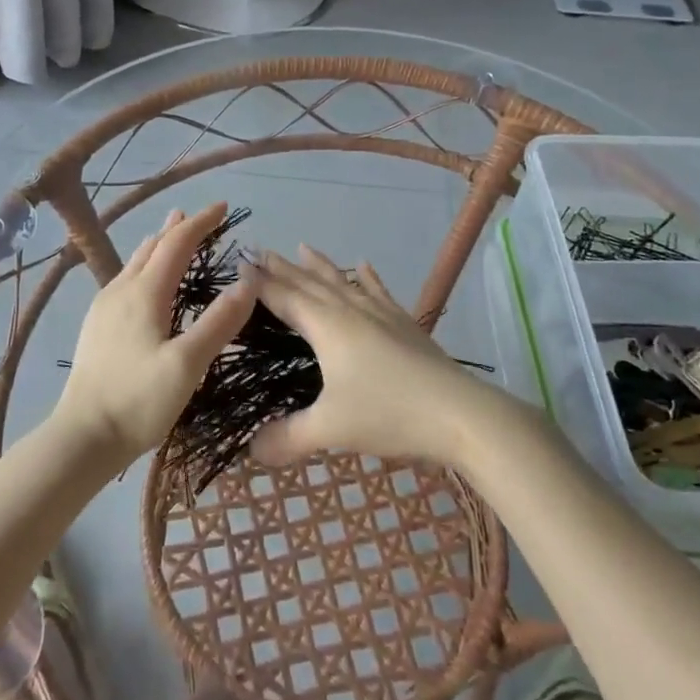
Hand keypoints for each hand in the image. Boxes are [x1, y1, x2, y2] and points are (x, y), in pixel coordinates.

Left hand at [51, 203, 257, 469]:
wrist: (82, 436)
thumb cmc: (138, 401)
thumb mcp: (188, 364)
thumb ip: (219, 322)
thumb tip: (249, 281)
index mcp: (145, 292)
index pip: (177, 243)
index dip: (202, 222)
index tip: (224, 208)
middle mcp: (121, 290)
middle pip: (153, 246)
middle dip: (180, 228)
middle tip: (201, 217)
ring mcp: (104, 307)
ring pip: (135, 262)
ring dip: (159, 245)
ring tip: (171, 234)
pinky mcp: (97, 326)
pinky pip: (125, 279)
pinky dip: (145, 265)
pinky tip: (144, 282)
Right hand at [249, 247, 492, 467]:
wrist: (459, 413)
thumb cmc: (389, 413)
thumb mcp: (331, 430)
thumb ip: (288, 438)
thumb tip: (251, 451)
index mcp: (326, 327)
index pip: (284, 297)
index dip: (260, 283)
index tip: (239, 264)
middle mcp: (350, 310)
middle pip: (309, 282)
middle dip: (283, 268)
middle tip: (260, 250)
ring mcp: (380, 313)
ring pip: (342, 282)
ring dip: (320, 266)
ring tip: (303, 247)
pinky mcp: (404, 323)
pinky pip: (378, 291)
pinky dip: (367, 278)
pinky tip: (364, 265)